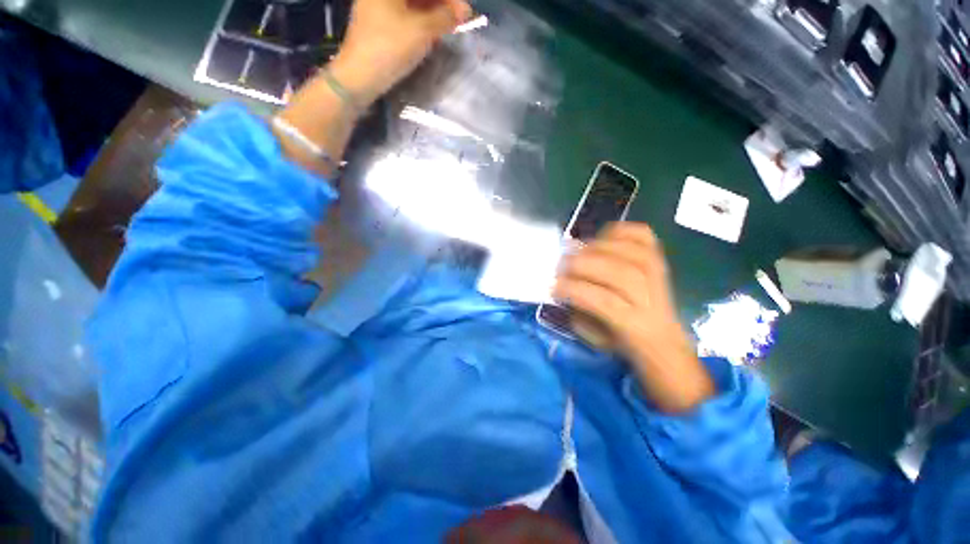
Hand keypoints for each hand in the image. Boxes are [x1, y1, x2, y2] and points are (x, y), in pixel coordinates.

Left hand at [329, 0, 471, 106]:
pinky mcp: (376, 22)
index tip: (464, 12)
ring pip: (411, 4)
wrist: (360, 75)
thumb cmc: (390, 47)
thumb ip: (445, 17)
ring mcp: (376, 5)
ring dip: (432, 13)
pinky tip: (430, 33)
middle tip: (458, 21)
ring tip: (447, 28)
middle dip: (440, 5)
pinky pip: (403, 14)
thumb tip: (465, 10)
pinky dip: (420, 21)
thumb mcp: (422, 31)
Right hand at [553, 223, 714, 412]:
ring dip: (596, 247)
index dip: (574, 289)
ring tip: (576, 250)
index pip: (602, 300)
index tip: (552, 287)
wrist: (663, 340)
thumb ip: (579, 313)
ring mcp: (657, 275)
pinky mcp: (659, 260)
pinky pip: (644, 237)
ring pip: (629, 253)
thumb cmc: (623, 342)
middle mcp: (649, 296)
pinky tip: (605, 235)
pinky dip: (622, 230)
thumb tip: (564, 285)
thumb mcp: (596, 339)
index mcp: (633, 323)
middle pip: (617, 272)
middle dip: (581, 265)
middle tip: (560, 266)